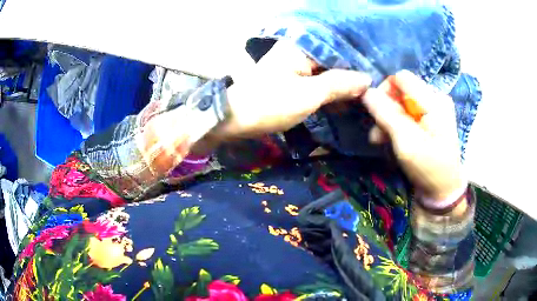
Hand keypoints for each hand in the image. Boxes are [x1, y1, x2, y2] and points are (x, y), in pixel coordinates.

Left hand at [216, 41, 371, 138]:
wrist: (234, 120)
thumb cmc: (269, 104)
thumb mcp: (308, 95)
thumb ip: (339, 84)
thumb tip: (366, 80)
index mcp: (302, 47)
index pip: (340, 50)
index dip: (360, 64)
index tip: (378, 78)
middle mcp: (299, 52)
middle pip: (334, 61)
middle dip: (353, 76)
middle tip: (376, 90)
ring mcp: (294, 66)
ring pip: (327, 72)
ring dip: (344, 85)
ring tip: (367, 97)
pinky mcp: (291, 80)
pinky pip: (317, 81)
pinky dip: (331, 91)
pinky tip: (346, 101)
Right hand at [362, 70, 464, 199]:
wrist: (443, 190)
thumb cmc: (429, 168)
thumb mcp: (406, 143)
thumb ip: (386, 115)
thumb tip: (366, 92)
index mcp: (434, 100)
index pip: (401, 78)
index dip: (384, 91)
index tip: (376, 114)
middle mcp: (435, 98)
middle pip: (401, 91)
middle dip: (385, 110)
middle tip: (377, 134)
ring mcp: (433, 109)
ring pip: (401, 103)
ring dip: (388, 120)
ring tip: (380, 140)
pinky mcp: (430, 119)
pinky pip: (407, 113)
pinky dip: (396, 125)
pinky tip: (390, 139)